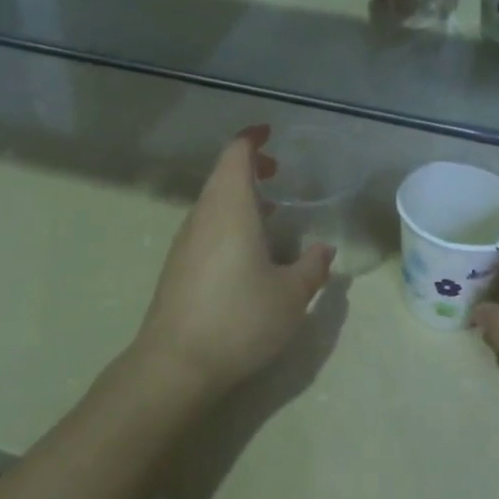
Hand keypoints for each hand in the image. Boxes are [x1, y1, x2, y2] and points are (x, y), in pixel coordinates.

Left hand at [131, 128, 335, 401]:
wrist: (175, 365)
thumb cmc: (239, 319)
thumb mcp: (291, 296)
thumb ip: (312, 268)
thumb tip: (323, 250)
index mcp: (230, 207)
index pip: (236, 154)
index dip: (252, 138)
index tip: (270, 133)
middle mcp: (203, 215)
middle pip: (223, 175)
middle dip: (249, 166)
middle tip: (277, 171)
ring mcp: (186, 241)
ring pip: (213, 202)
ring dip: (239, 196)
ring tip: (270, 210)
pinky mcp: (177, 266)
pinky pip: (206, 226)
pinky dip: (228, 220)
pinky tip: (247, 251)